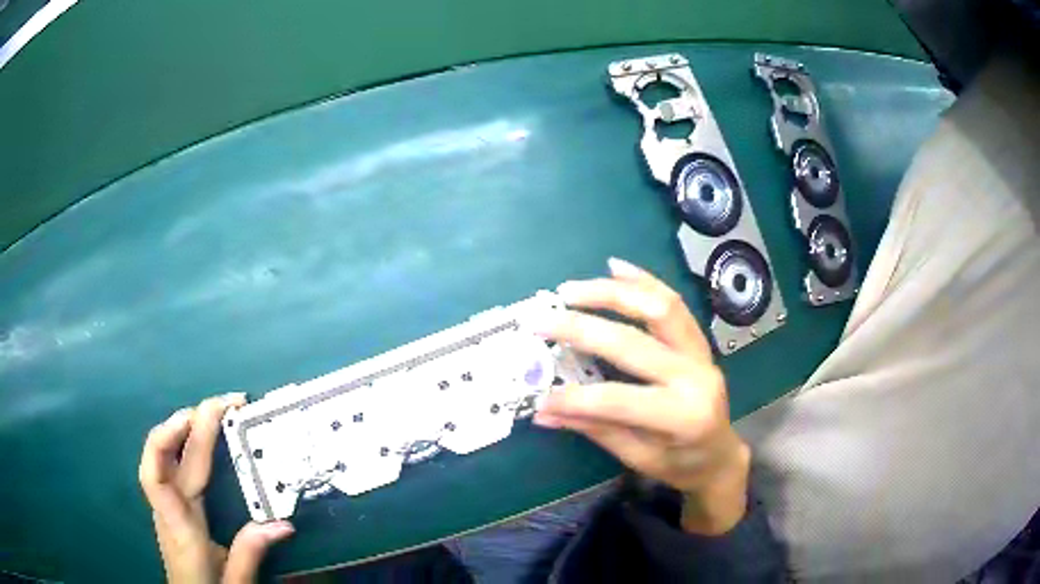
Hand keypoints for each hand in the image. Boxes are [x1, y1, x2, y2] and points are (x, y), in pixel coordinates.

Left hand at [139, 394, 294, 582]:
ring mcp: (166, 504)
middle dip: (194, 422)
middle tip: (230, 402)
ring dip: (185, 426)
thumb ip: (251, 552)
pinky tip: (201, 437)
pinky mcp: (172, 505)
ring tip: (217, 412)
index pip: (156, 475)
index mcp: (179, 526)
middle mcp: (167, 508)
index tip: (196, 418)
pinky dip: (184, 442)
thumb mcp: (235, 582)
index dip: (166, 439)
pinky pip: (172, 465)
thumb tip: (284, 523)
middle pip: (166, 456)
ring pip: (165, 455)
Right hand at [533, 258, 750, 534]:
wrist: (721, 456)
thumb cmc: (681, 465)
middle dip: (581, 329)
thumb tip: (544, 411)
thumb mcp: (638, 457)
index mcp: (682, 417)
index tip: (539, 395)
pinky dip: (644, 281)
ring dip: (612, 293)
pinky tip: (615, 268)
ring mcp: (701, 354)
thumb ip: (595, 429)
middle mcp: (695, 377)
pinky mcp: (700, 342)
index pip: (618, 400)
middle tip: (542, 320)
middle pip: (633, 343)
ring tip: (571, 290)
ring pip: (659, 308)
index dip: (574, 398)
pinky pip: (674, 304)